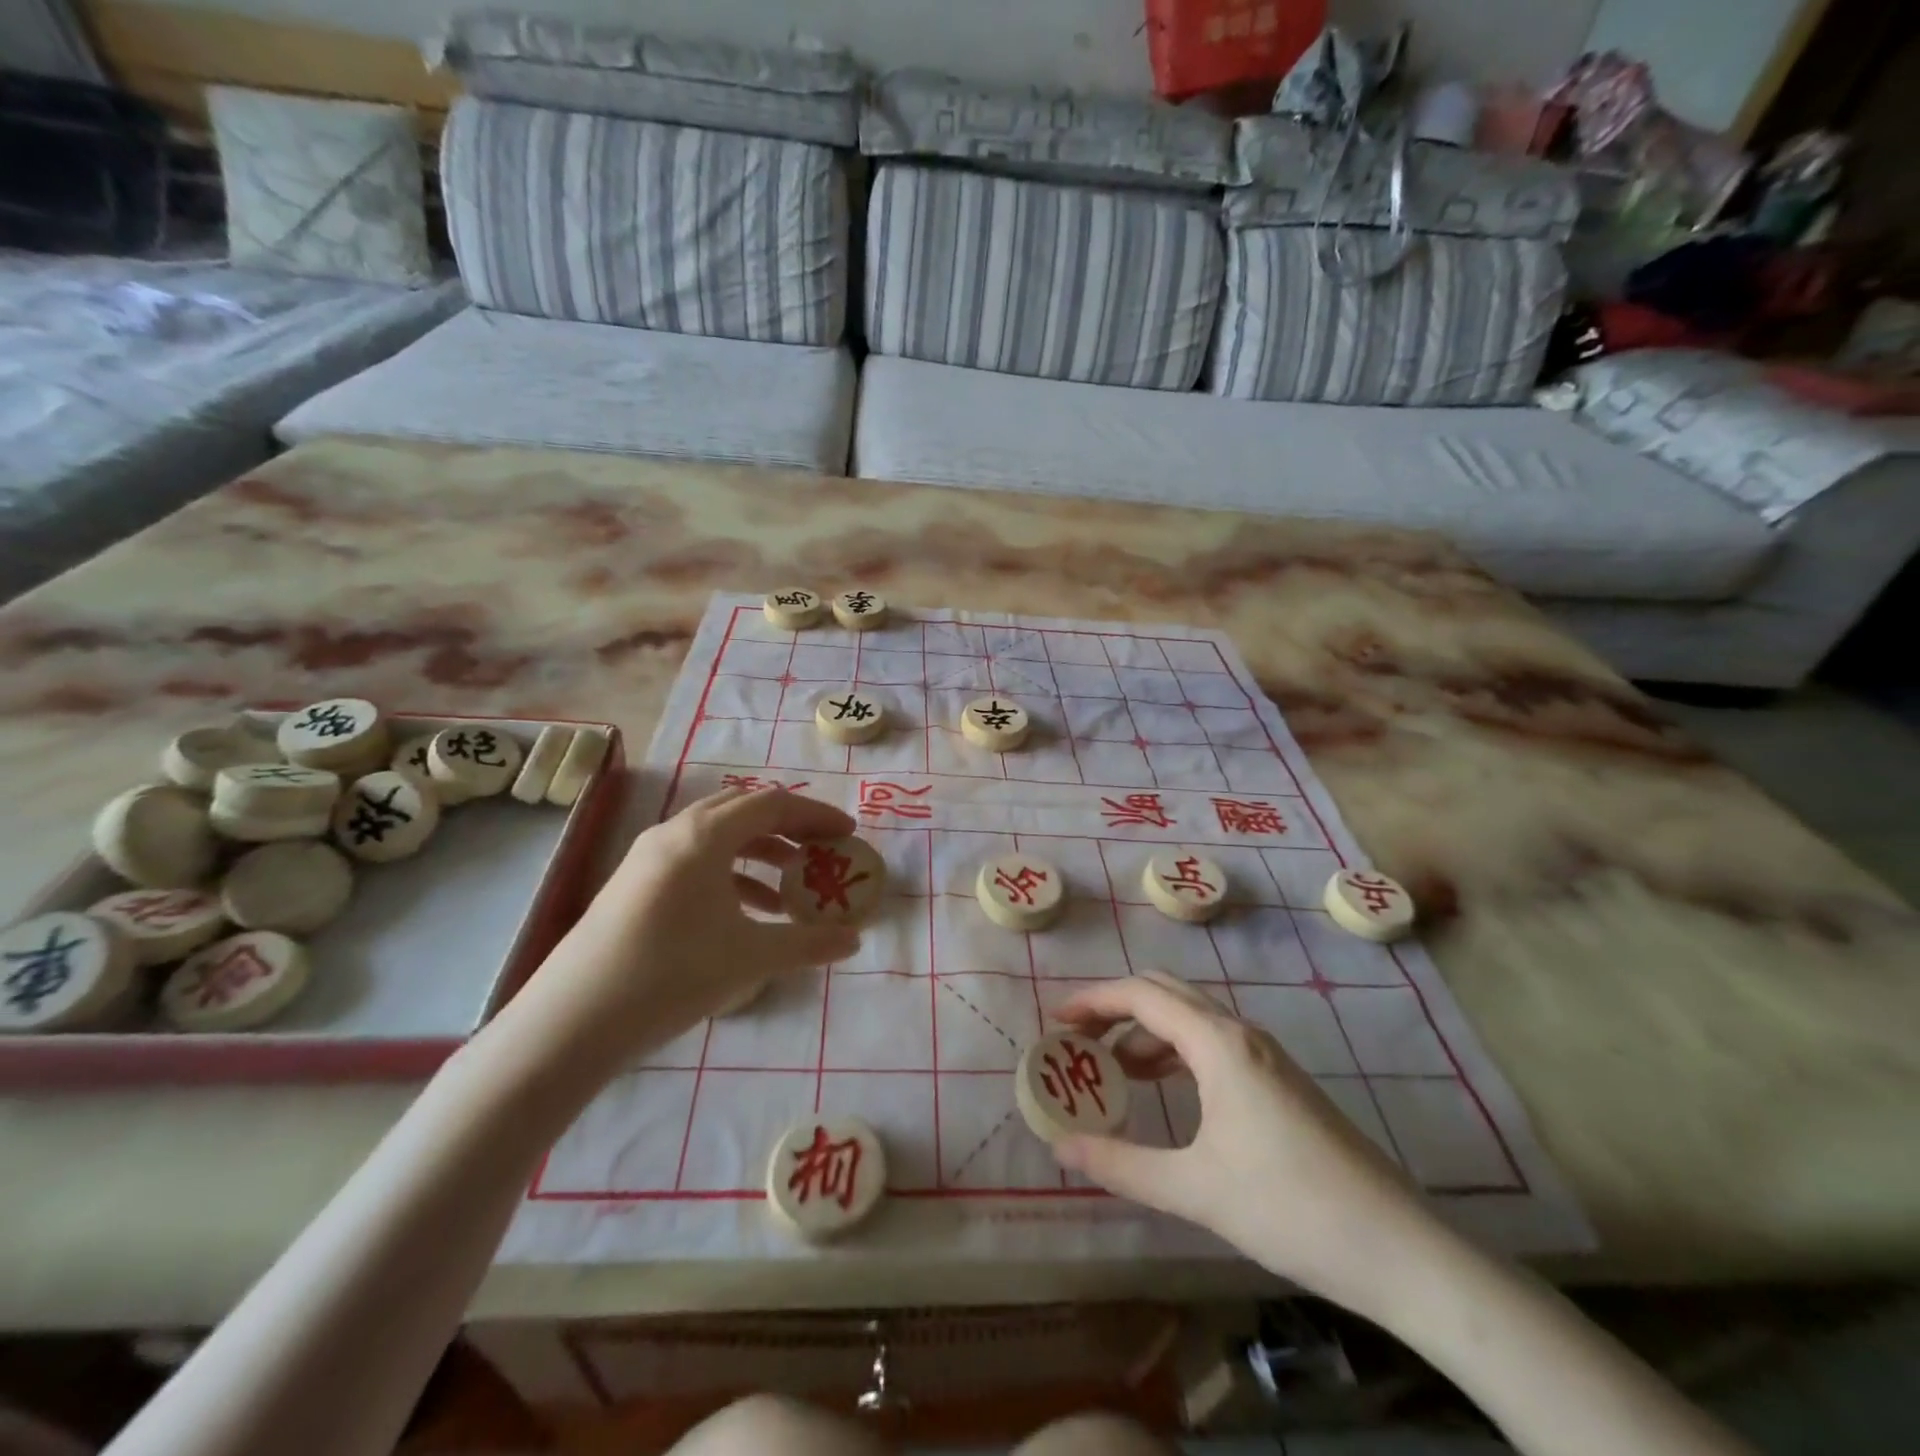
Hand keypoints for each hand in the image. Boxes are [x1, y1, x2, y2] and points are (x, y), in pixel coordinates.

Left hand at [498, 788, 861, 1079]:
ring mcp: (648, 857)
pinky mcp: (634, 883)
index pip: (772, 804)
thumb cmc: (669, 976)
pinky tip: (747, 913)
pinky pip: (695, 860)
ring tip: (790, 889)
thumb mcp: (749, 959)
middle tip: (821, 851)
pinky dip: (730, 875)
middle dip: (788, 827)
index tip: (847, 834)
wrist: (571, 1022)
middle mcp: (673, 833)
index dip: (815, 815)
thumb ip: (808, 944)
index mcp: (703, 837)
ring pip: (717, 837)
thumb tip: (855, 941)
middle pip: (743, 811)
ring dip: (760, 853)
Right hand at [1051, 973, 1447, 1322]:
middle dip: (1116, 1009)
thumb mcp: (1194, 1188)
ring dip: (1145, 1033)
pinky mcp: (1279, 1081)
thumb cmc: (1289, 1207)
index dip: (1093, 1001)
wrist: (1399, 1249)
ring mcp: (1265, 1055)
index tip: (1056, 1021)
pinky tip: (1164, 1091)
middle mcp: (1240, 1034)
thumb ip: (1120, 1164)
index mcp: (1218, 1043)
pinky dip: (1174, 1054)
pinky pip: (1212, 1044)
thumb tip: (1059, 1148)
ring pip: (1190, 1019)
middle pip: (1165, 993)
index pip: (1141, 995)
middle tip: (1077, 1041)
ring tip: (1112, 1071)